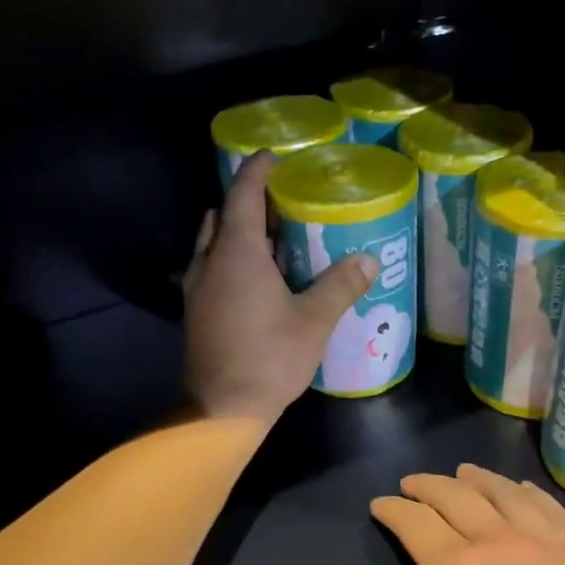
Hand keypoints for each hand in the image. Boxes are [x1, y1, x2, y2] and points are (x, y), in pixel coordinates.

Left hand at [182, 152, 377, 425]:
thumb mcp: (314, 321)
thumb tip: (368, 260)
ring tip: (274, 240)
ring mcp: (197, 289)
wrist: (221, 408)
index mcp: (237, 253)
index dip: (257, 171)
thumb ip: (340, 286)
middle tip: (282, 204)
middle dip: (248, 203)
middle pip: (223, 216)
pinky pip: (213, 270)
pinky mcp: (196, 313)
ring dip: (238, 234)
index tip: (273, 157)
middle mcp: (210, 262)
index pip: (243, 195)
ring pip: (214, 245)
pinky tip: (259, 281)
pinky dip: (232, 261)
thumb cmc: (269, 358)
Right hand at [355, 465, 564, 564]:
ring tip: (463, 472)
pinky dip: (529, 492)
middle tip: (413, 484)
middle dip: (429, 486)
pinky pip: (550, 508)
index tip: (381, 505)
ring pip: (506, 494)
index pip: (416, 522)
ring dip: (478, 479)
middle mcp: (500, 541)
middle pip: (458, 497)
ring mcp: (545, 544)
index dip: (394, 509)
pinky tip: (523, 489)